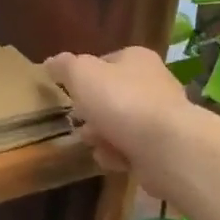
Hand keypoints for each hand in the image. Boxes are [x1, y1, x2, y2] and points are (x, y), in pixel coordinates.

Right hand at [44, 46, 193, 201]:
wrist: (167, 148)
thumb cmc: (121, 101)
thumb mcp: (81, 74)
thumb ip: (64, 66)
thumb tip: (52, 62)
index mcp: (136, 59)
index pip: (104, 62)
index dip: (84, 78)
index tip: (71, 94)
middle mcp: (154, 84)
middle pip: (111, 97)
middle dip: (91, 114)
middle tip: (80, 123)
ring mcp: (161, 117)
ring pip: (119, 126)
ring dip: (101, 137)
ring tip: (96, 145)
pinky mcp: (165, 148)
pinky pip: (132, 150)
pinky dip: (119, 156)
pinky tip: (114, 160)